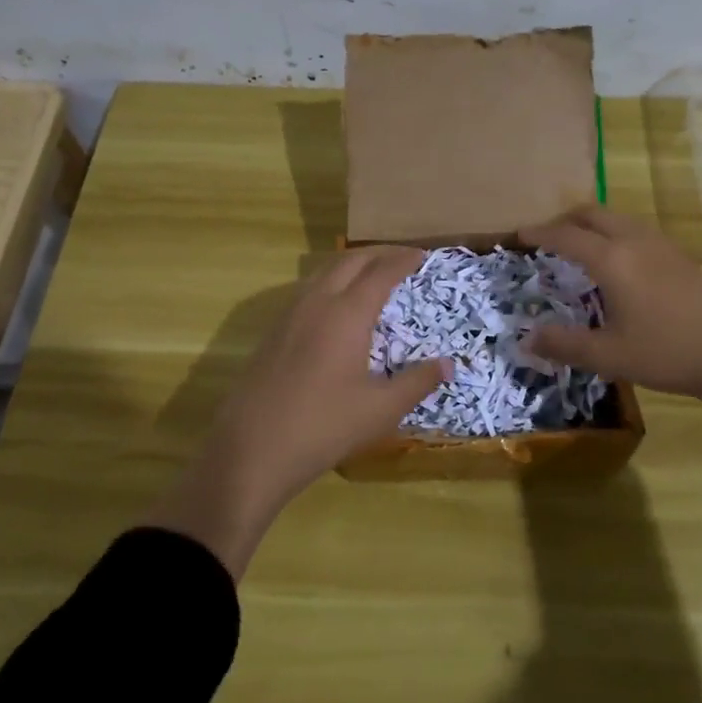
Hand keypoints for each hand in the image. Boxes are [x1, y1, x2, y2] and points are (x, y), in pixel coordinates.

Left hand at [144, 247, 448, 576]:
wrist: (251, 449)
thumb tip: (450, 364)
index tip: (422, 255)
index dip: (403, 260)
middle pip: (349, 261)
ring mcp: (289, 316)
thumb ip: (418, 382)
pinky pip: (307, 290)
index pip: (381, 272)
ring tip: (371, 273)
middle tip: (402, 257)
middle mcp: (317, 303)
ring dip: (351, 264)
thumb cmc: (324, 426)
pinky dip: (330, 282)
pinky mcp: (273, 333)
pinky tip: (336, 306)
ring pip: (323, 272)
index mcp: (347, 314)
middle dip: (378, 253)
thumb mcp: (381, 409)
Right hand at [518, 206, 701, 495]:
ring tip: (580, 247)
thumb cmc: (669, 352)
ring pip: (618, 219)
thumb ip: (564, 345)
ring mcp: (662, 246)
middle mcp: (635, 242)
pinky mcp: (681, 257)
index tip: (518, 234)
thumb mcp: (609, 356)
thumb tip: (525, 339)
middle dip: (565, 220)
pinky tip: (619, 264)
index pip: (565, 236)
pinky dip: (614, 234)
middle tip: (547, 237)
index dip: (539, 233)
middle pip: (593, 214)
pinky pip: (636, 231)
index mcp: (612, 259)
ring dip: (592, 225)